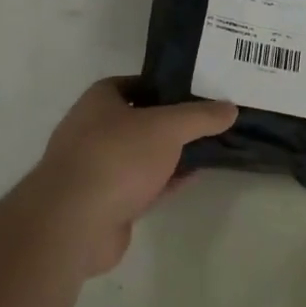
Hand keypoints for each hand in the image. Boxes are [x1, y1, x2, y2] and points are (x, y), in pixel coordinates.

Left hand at [26, 77, 235, 276]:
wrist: (74, 223)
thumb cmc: (117, 157)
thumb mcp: (168, 127)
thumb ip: (201, 116)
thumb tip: (231, 108)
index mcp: (99, 101)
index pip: (135, 83)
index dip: (163, 84)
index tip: (195, 89)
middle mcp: (93, 131)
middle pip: (140, 120)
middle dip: (171, 121)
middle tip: (208, 119)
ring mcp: (97, 169)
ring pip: (142, 155)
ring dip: (170, 154)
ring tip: (208, 146)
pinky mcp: (105, 203)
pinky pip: (142, 185)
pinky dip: (166, 180)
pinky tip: (193, 176)